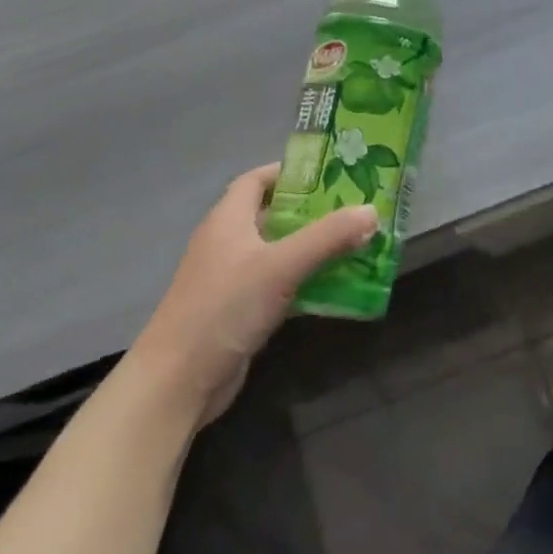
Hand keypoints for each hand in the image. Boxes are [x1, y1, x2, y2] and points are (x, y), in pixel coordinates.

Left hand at [130, 163, 377, 426]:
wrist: (179, 381)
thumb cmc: (224, 308)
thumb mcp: (282, 266)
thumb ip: (329, 237)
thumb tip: (373, 211)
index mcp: (228, 220)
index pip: (257, 180)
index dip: (290, 172)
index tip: (331, 173)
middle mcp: (228, 243)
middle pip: (274, 215)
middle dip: (314, 211)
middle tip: (356, 209)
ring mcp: (233, 279)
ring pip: (281, 252)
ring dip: (315, 248)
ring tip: (358, 242)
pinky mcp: (241, 311)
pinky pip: (281, 285)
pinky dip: (308, 281)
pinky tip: (339, 286)